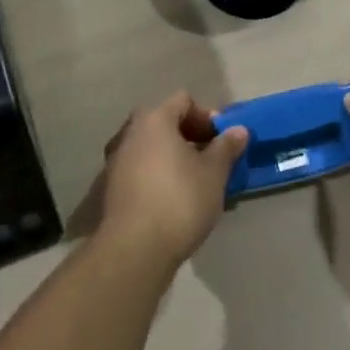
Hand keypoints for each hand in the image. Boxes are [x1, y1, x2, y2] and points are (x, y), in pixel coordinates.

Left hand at [98, 92, 246, 268]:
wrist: (134, 249)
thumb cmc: (179, 200)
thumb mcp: (213, 173)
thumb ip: (226, 147)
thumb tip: (238, 130)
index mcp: (154, 119)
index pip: (183, 100)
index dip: (207, 116)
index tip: (223, 140)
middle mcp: (130, 131)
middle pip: (165, 121)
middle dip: (190, 136)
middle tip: (211, 159)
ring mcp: (116, 159)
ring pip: (152, 147)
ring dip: (174, 157)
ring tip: (196, 182)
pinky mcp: (111, 187)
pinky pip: (141, 168)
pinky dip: (158, 174)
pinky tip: (174, 199)